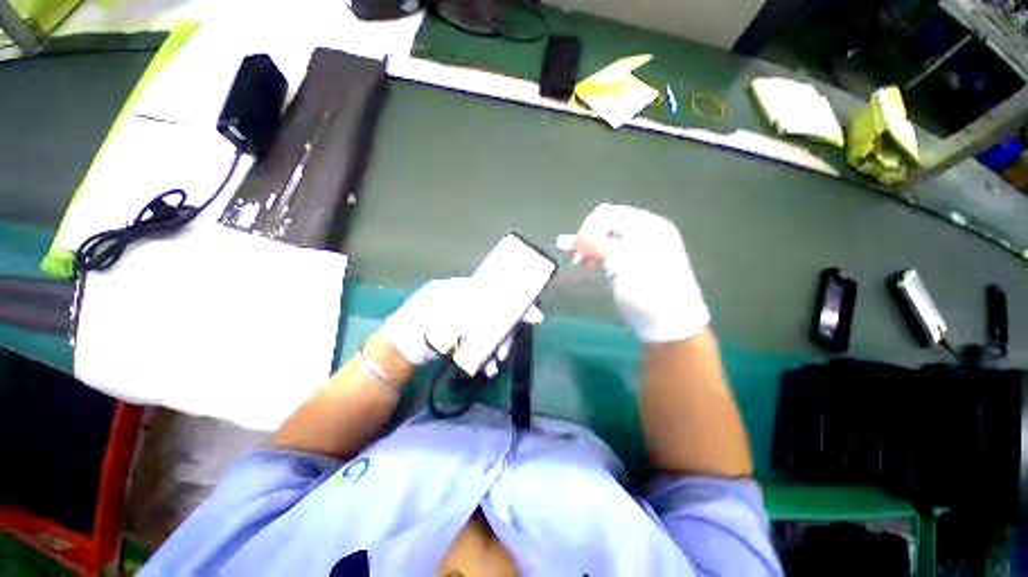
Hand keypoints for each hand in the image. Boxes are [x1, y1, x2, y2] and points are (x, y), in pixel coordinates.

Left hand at [381, 277, 542, 376]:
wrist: (400, 347)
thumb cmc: (420, 320)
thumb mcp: (445, 304)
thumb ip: (471, 302)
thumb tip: (499, 305)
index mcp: (464, 290)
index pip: (498, 292)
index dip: (516, 302)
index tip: (533, 315)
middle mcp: (469, 304)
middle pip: (497, 314)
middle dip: (505, 333)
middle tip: (506, 350)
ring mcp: (467, 323)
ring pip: (491, 332)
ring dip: (497, 347)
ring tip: (495, 364)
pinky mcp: (463, 339)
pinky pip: (482, 344)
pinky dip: (487, 354)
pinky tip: (487, 367)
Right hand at [563, 203, 708, 341]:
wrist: (667, 322)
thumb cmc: (649, 293)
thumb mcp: (625, 266)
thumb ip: (602, 245)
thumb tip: (581, 235)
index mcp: (650, 227)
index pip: (612, 214)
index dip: (590, 227)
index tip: (577, 246)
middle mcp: (646, 231)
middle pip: (609, 223)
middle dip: (589, 235)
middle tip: (576, 254)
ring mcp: (641, 246)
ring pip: (607, 236)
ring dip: (591, 245)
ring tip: (580, 260)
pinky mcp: (634, 259)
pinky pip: (611, 247)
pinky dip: (597, 252)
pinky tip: (590, 262)